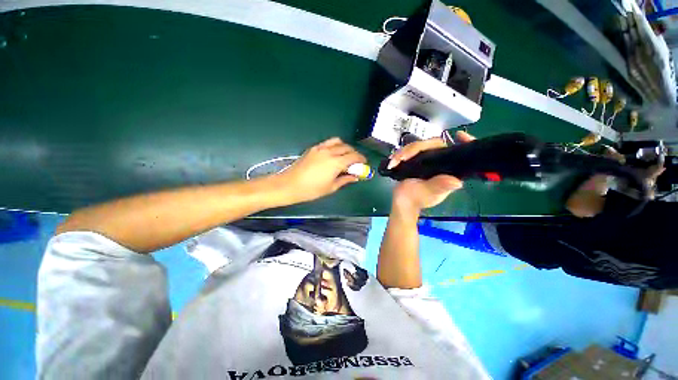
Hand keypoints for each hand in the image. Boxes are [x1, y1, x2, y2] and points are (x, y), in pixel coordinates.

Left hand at [277, 137, 366, 203]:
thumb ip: (345, 180)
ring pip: (337, 141)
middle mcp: (329, 152)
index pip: (354, 156)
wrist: (289, 185)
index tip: (363, 163)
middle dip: (354, 153)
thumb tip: (355, 177)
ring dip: (344, 147)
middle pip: (347, 147)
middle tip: (354, 163)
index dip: (361, 159)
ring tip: (344, 156)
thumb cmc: (311, 190)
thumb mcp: (331, 187)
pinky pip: (327, 143)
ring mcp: (320, 148)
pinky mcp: (313, 148)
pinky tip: (332, 155)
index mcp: (336, 162)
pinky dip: (334, 146)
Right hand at [388, 131, 474, 211]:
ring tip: (394, 161)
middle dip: (416, 148)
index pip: (460, 153)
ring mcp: (428, 161)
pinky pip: (410, 150)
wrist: (401, 202)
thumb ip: (439, 186)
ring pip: (420, 146)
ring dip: (404, 152)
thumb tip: (457, 182)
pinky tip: (394, 160)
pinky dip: (401, 154)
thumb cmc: (415, 199)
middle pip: (434, 145)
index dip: (465, 143)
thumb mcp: (428, 193)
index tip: (459, 135)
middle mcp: (440, 163)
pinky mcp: (416, 160)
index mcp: (449, 171)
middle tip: (402, 157)